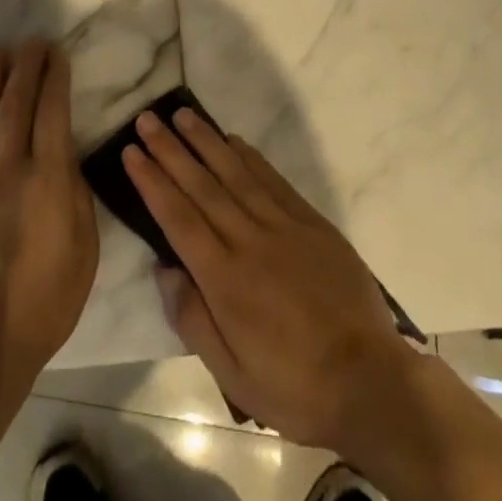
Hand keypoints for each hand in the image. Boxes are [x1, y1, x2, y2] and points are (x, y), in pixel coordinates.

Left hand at [0, 41, 98, 394]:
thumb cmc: (45, 300)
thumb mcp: (84, 249)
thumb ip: (75, 194)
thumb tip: (64, 156)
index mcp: (48, 179)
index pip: (52, 111)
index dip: (54, 76)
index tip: (56, 52)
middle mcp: (8, 168)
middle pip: (15, 103)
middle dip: (24, 66)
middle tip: (30, 41)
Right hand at [123, 108, 416, 453]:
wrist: (370, 381)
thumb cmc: (293, 386)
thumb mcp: (232, 375)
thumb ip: (192, 318)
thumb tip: (164, 268)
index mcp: (225, 279)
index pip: (178, 218)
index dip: (152, 182)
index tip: (131, 152)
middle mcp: (249, 241)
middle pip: (201, 186)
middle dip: (170, 150)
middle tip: (147, 119)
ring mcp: (283, 226)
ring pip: (235, 173)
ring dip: (206, 141)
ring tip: (182, 114)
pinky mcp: (311, 222)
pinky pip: (273, 180)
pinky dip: (250, 157)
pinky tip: (233, 140)